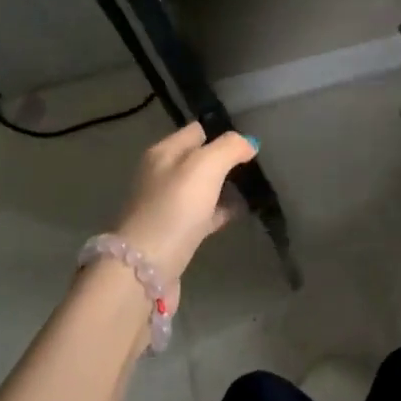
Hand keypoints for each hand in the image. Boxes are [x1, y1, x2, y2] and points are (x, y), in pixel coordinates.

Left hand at [111, 124, 257, 305]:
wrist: (144, 270)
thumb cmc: (175, 207)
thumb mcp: (205, 166)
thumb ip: (229, 147)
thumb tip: (248, 143)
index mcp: (163, 152)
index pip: (197, 130)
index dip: (222, 132)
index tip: (249, 142)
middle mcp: (160, 175)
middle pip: (198, 159)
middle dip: (225, 161)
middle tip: (255, 166)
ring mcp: (165, 206)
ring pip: (200, 188)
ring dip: (223, 187)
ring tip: (252, 188)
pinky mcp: (172, 234)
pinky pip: (201, 214)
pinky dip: (218, 211)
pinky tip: (238, 214)